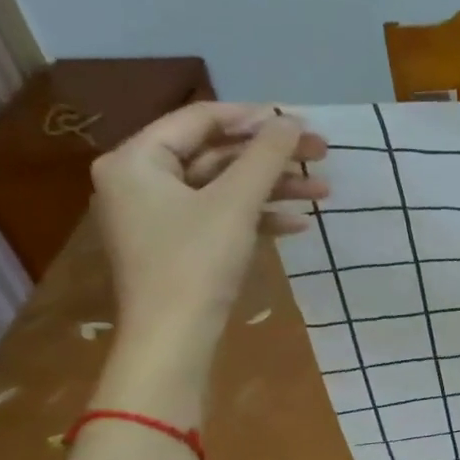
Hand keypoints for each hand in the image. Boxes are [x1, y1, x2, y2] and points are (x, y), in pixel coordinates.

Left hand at [91, 102, 326, 363]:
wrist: (173, 341)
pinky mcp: (180, 247)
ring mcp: (160, 217)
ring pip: (223, 188)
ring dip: (273, 189)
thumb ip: (265, 156)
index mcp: (137, 159)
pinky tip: (297, 224)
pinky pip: (221, 218)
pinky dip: (257, 217)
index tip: (300, 122)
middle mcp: (141, 181)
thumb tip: (292, 120)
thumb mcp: (235, 203)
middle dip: (271, 158)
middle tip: (320, 154)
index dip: (253, 118)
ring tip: (322, 191)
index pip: (200, 119)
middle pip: (216, 154)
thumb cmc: (195, 263)